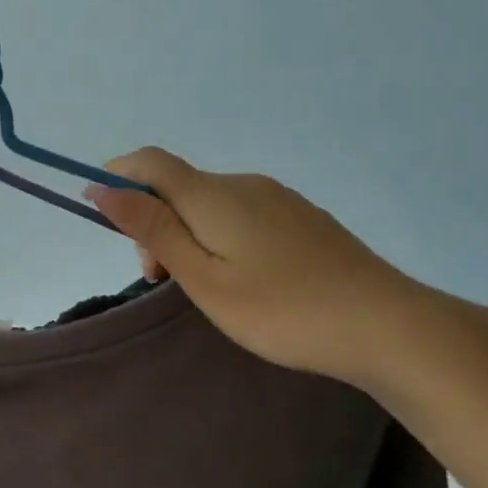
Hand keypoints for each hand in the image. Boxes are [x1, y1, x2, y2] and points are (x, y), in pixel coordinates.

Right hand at [85, 147, 419, 385]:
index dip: (117, 176)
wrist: (388, 325)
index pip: (149, 162)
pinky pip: (241, 212)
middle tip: (160, 280)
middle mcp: (243, 183)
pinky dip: (218, 235)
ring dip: (185, 232)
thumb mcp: (204, 278)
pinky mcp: (302, 217)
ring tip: (202, 287)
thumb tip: (104, 188)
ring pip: (210, 202)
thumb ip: (153, 230)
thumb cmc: (282, 310)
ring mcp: (278, 198)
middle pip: (178, 186)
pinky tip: (242, 278)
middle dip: (152, 221)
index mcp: (213, 195)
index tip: (99, 212)